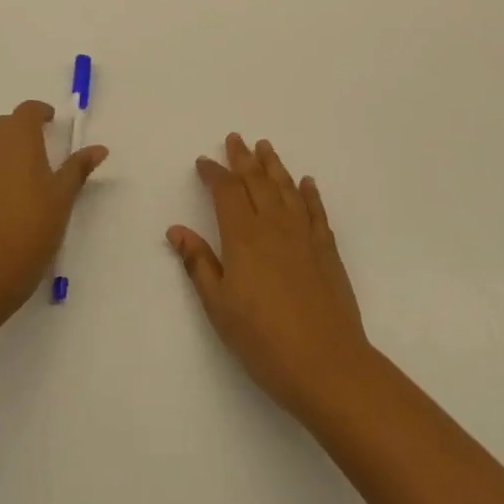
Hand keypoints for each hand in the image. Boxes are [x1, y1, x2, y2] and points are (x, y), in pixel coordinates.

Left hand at [0, 101, 108, 313]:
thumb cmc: (31, 229)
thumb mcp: (62, 198)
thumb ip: (77, 168)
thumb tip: (98, 148)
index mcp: (17, 139)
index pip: (27, 111)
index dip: (40, 113)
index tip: (51, 123)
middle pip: (3, 126)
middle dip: (20, 132)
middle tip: (40, 153)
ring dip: (2, 156)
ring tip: (20, 184)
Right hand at [167, 134, 372, 420]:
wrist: (327, 364)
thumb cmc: (263, 339)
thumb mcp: (219, 306)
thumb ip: (199, 264)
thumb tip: (176, 230)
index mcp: (243, 237)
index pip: (226, 192)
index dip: (214, 173)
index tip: (204, 161)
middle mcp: (274, 226)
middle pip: (256, 181)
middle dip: (243, 158)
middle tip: (235, 138)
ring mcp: (304, 236)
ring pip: (286, 189)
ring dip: (274, 166)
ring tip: (265, 147)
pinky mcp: (327, 250)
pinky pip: (316, 211)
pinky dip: (309, 193)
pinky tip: (306, 183)